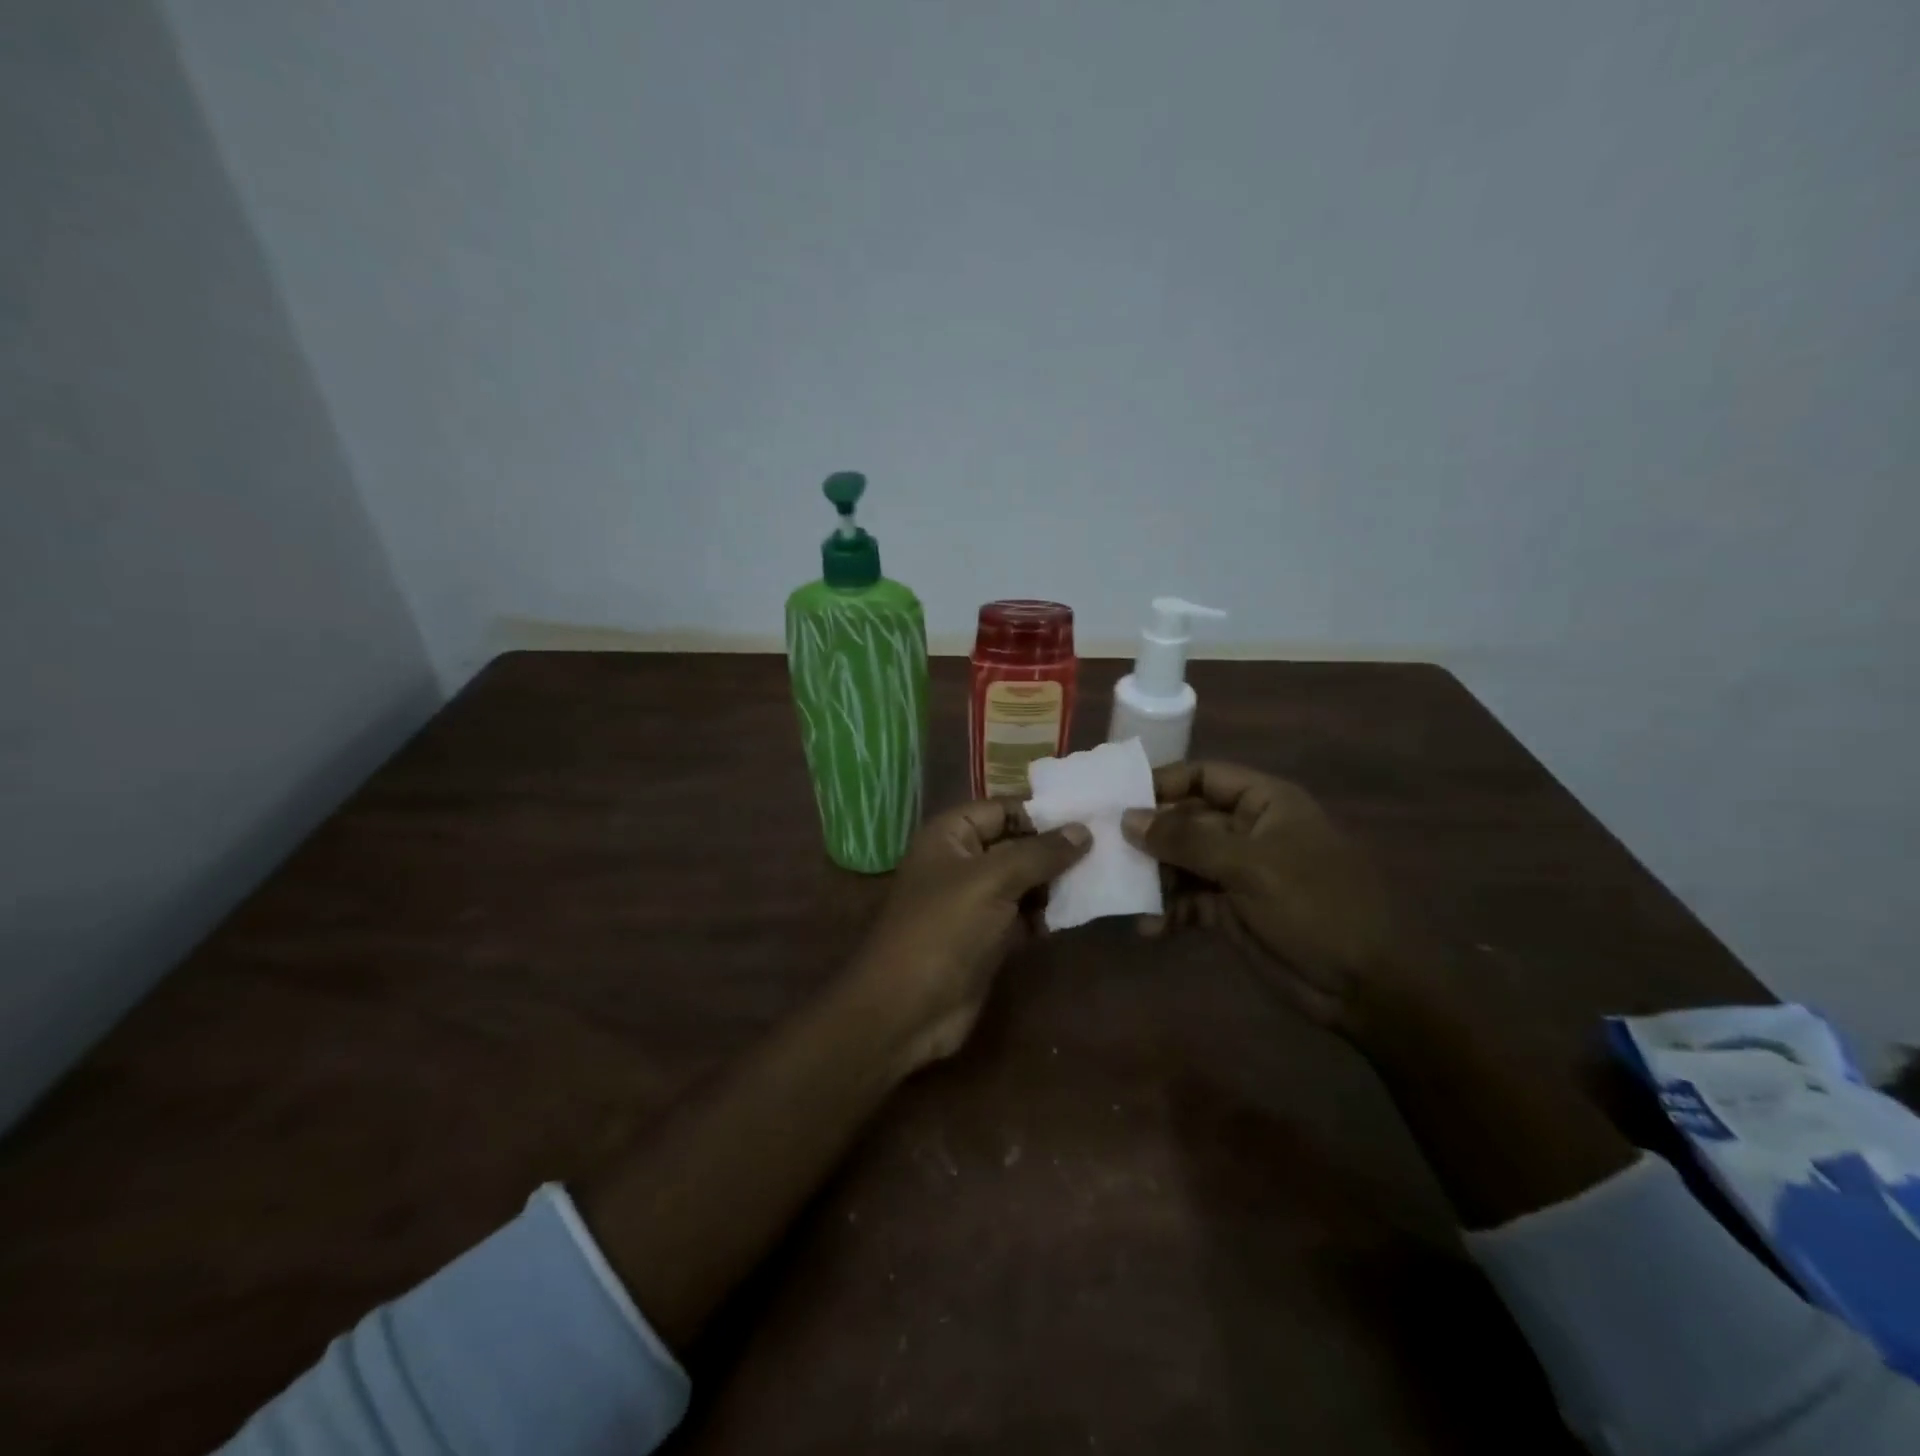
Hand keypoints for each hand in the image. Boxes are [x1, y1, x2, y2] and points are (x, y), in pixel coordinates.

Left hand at [854, 800, 1089, 1070]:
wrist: (906, 1009)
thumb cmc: (943, 929)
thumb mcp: (992, 880)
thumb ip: (1039, 853)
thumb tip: (1083, 830)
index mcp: (950, 836)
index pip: (1002, 809)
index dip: (1042, 813)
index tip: (1091, 818)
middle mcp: (962, 862)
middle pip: (1017, 845)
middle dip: (1056, 849)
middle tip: (1109, 849)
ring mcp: (975, 902)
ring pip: (1024, 882)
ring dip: (1057, 884)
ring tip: (1102, 880)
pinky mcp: (989, 938)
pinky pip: (1025, 916)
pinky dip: (1048, 915)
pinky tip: (1081, 913)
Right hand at [1121, 761, 1429, 1040]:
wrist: (1370, 987)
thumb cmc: (1317, 906)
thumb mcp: (1250, 865)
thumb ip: (1186, 839)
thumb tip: (1128, 818)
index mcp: (1264, 803)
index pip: (1204, 776)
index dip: (1163, 782)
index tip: (1117, 798)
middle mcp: (1248, 832)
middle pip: (1186, 820)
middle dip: (1148, 835)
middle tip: (1104, 848)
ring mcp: (1239, 874)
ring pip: (1181, 863)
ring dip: (1152, 877)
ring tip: (1120, 891)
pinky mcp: (1231, 912)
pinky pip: (1189, 902)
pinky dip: (1168, 912)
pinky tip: (1149, 929)